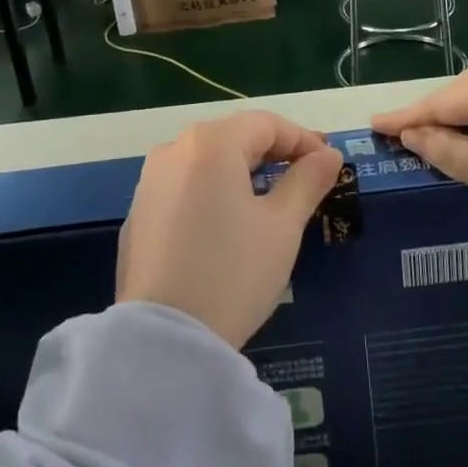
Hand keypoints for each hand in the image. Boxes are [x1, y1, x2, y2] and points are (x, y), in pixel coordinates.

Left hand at [117, 112, 341, 348]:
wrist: (164, 341)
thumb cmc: (233, 273)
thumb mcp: (282, 226)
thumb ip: (307, 181)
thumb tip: (328, 154)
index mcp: (210, 143)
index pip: (266, 124)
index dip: (302, 139)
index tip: (328, 161)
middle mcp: (174, 149)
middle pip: (234, 137)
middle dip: (273, 153)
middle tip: (306, 176)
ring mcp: (149, 181)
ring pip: (207, 161)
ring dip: (242, 171)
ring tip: (271, 198)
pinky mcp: (139, 213)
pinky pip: (184, 187)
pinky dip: (212, 192)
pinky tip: (228, 223)